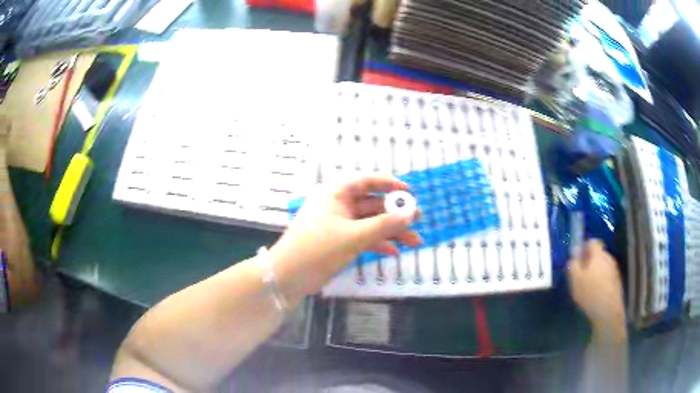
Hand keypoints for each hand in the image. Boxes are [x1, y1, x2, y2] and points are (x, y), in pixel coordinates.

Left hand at [269, 175, 421, 297]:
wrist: (288, 277)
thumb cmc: (318, 249)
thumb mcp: (353, 236)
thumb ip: (384, 225)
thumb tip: (410, 214)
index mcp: (336, 194)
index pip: (366, 181)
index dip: (389, 184)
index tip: (410, 192)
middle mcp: (338, 205)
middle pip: (372, 204)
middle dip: (395, 213)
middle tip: (418, 220)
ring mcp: (338, 225)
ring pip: (370, 223)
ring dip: (391, 231)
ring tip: (415, 241)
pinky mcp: (339, 242)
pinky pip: (363, 238)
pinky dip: (378, 243)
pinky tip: (394, 252)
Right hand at [567, 239, 625, 341]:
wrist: (608, 311)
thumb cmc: (590, 293)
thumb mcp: (575, 280)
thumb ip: (573, 264)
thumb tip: (574, 253)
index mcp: (598, 255)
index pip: (593, 241)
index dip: (585, 246)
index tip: (579, 257)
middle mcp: (608, 258)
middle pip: (598, 253)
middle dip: (590, 260)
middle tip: (582, 273)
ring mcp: (614, 269)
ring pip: (603, 264)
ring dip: (596, 270)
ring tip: (589, 285)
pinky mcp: (617, 280)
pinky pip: (607, 274)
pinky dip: (602, 279)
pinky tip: (596, 292)